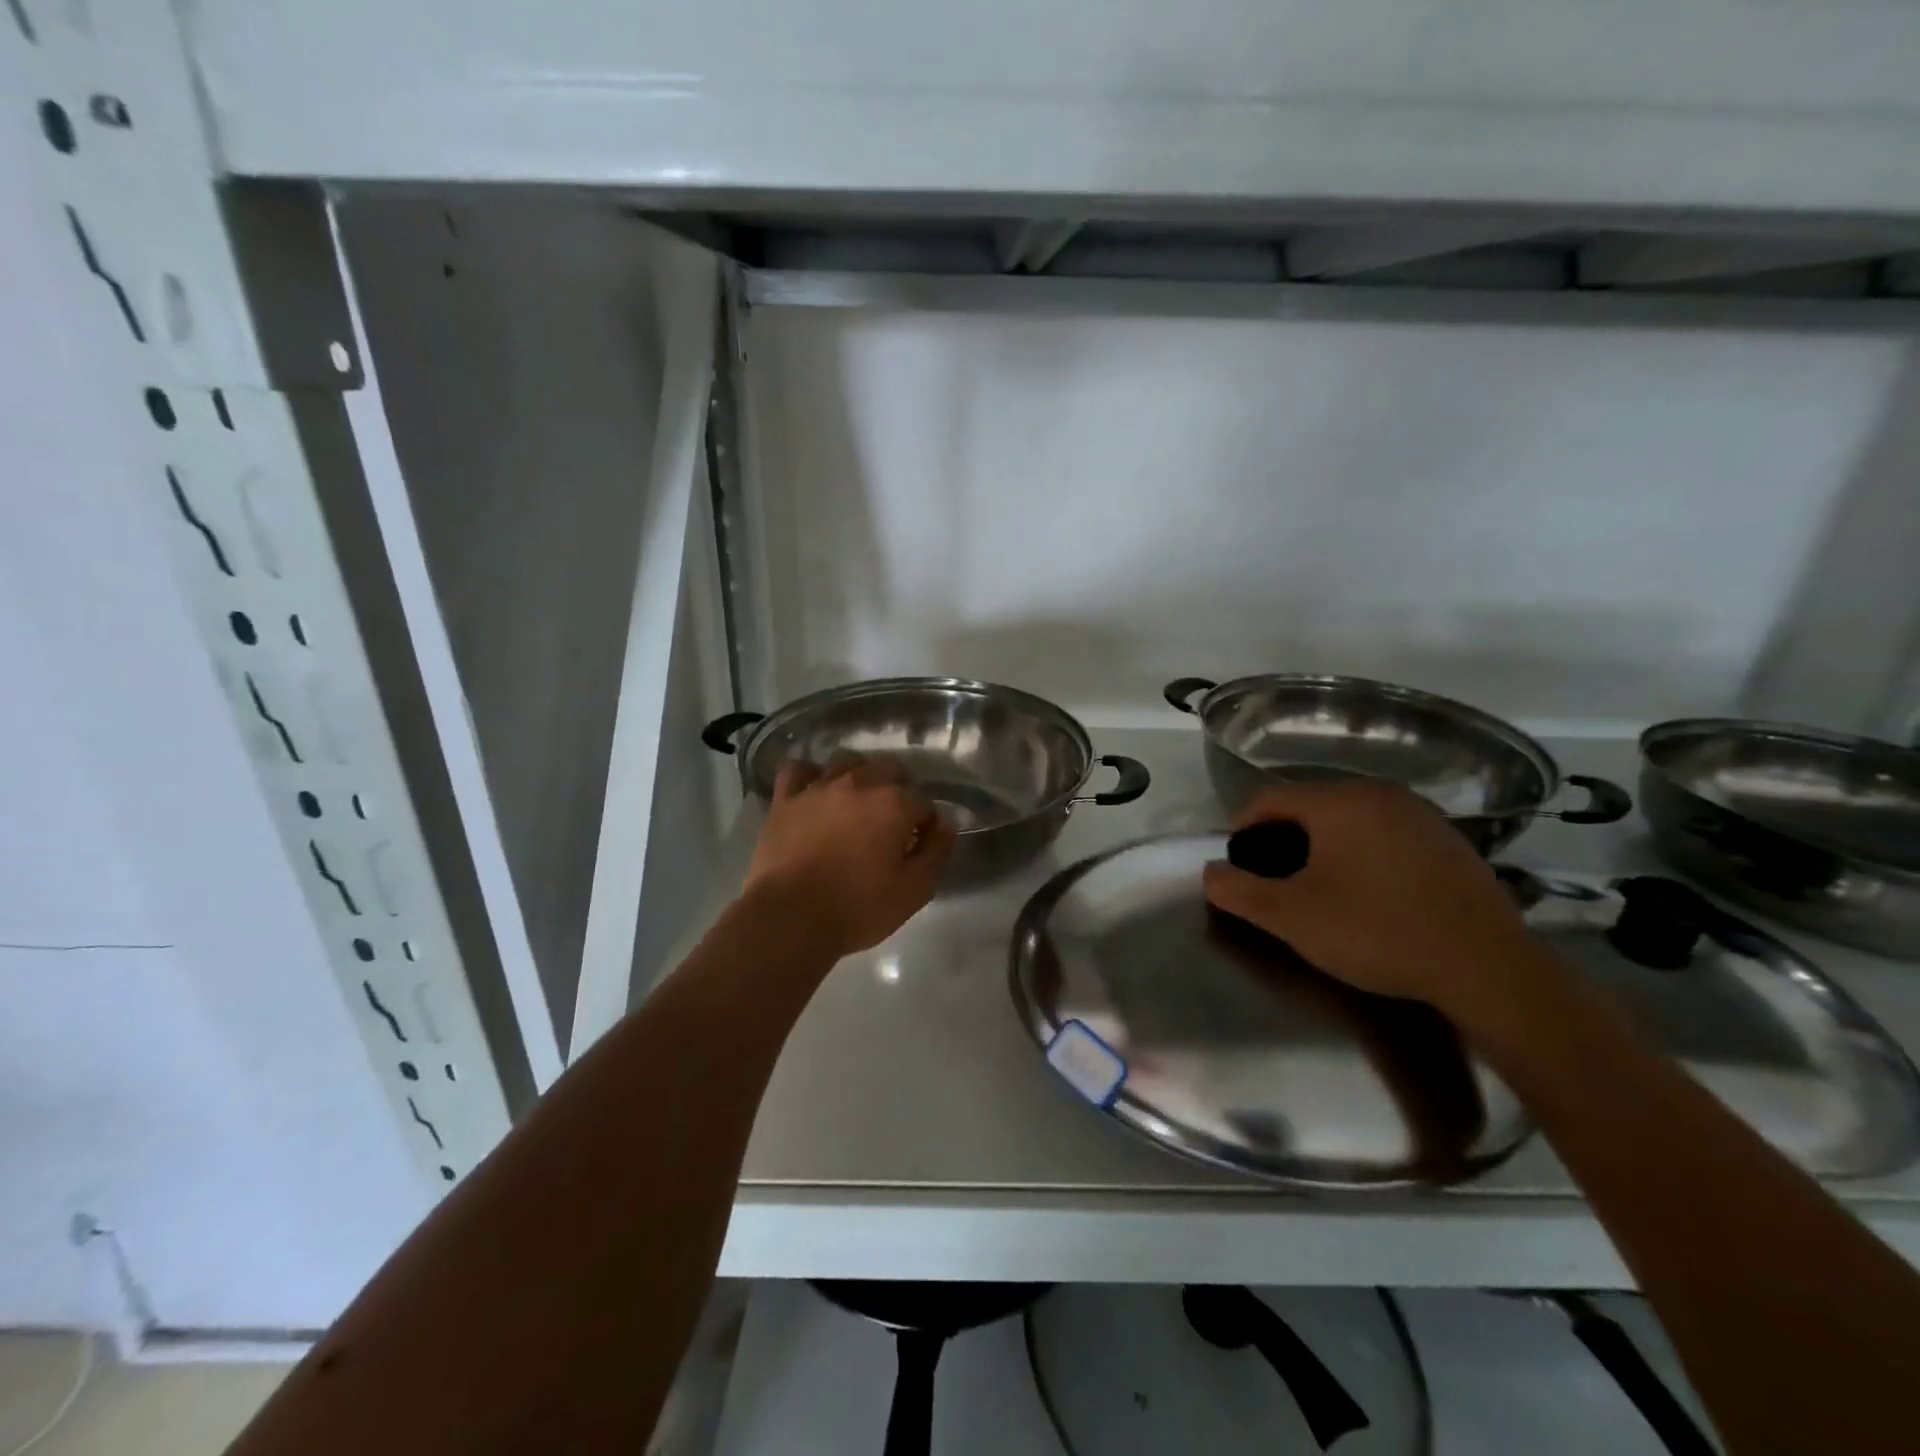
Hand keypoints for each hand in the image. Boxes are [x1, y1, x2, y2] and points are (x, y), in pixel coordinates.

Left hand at [743, 755, 955, 957]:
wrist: (789, 918)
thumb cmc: (857, 908)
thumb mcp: (914, 890)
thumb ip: (937, 851)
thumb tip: (945, 823)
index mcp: (895, 803)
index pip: (924, 801)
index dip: (927, 822)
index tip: (920, 844)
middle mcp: (859, 783)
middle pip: (889, 769)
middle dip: (899, 790)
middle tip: (892, 822)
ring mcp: (819, 787)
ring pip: (847, 761)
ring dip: (860, 775)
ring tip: (858, 802)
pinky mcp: (785, 799)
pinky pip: (799, 769)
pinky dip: (810, 775)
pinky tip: (815, 790)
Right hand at [1202, 779, 1551, 1020]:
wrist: (1488, 968)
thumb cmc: (1377, 932)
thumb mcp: (1292, 917)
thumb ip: (1239, 891)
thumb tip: (1211, 873)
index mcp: (1339, 801)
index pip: (1269, 798)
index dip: (1241, 828)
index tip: (1236, 864)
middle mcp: (1380, 793)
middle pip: (1309, 805)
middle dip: (1282, 838)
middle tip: (1274, 881)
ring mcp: (1421, 815)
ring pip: (1349, 819)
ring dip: (1322, 846)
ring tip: (1318, 888)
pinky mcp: (1449, 841)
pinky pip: (1385, 834)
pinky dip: (1362, 853)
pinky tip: (1369, 893)